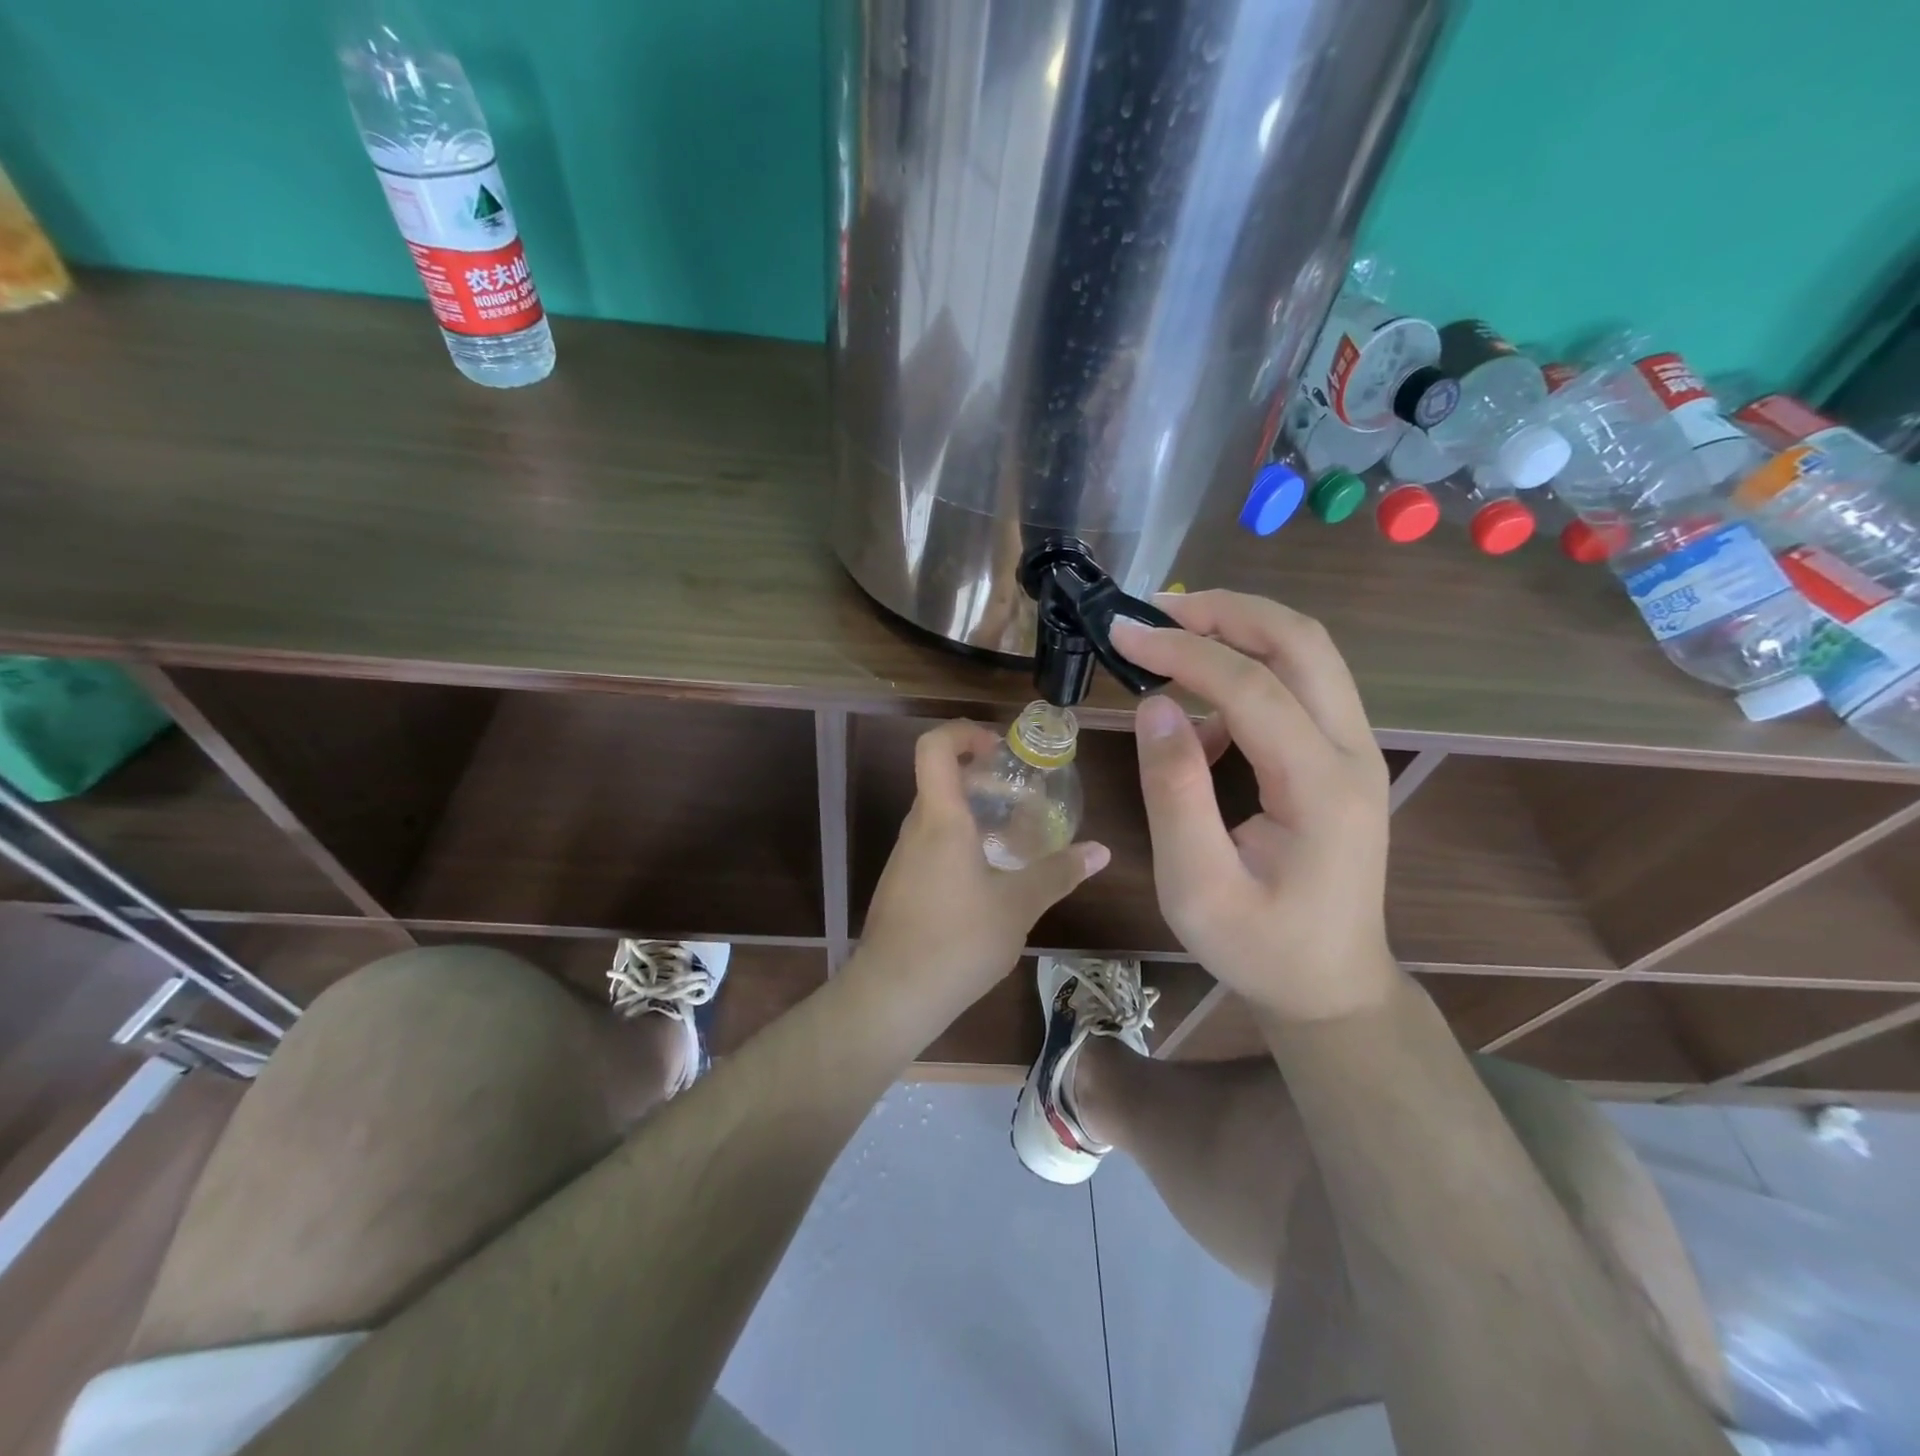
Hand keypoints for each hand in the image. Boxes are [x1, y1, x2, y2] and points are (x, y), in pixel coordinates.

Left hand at [858, 721, 1109, 1015]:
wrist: (892, 995)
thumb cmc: (957, 941)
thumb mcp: (1018, 906)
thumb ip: (1058, 873)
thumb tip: (1101, 851)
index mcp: (941, 819)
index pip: (934, 747)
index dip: (964, 733)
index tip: (999, 750)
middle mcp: (916, 829)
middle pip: (940, 779)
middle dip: (982, 778)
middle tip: (1022, 797)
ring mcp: (904, 857)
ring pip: (938, 815)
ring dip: (974, 814)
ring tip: (1015, 838)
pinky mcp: (901, 884)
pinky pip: (932, 844)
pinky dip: (961, 843)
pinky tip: (990, 878)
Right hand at [1110, 591, 1396, 1022]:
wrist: (1330, 987)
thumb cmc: (1260, 948)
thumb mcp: (1196, 886)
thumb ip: (1175, 793)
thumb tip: (1154, 707)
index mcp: (1321, 787)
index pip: (1252, 686)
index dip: (1183, 650)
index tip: (1122, 631)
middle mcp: (1352, 754)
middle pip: (1302, 643)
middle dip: (1227, 611)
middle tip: (1158, 608)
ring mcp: (1354, 753)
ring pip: (1307, 656)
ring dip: (1240, 632)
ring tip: (1170, 641)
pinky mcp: (1340, 760)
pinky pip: (1298, 691)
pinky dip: (1246, 677)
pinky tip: (1198, 717)